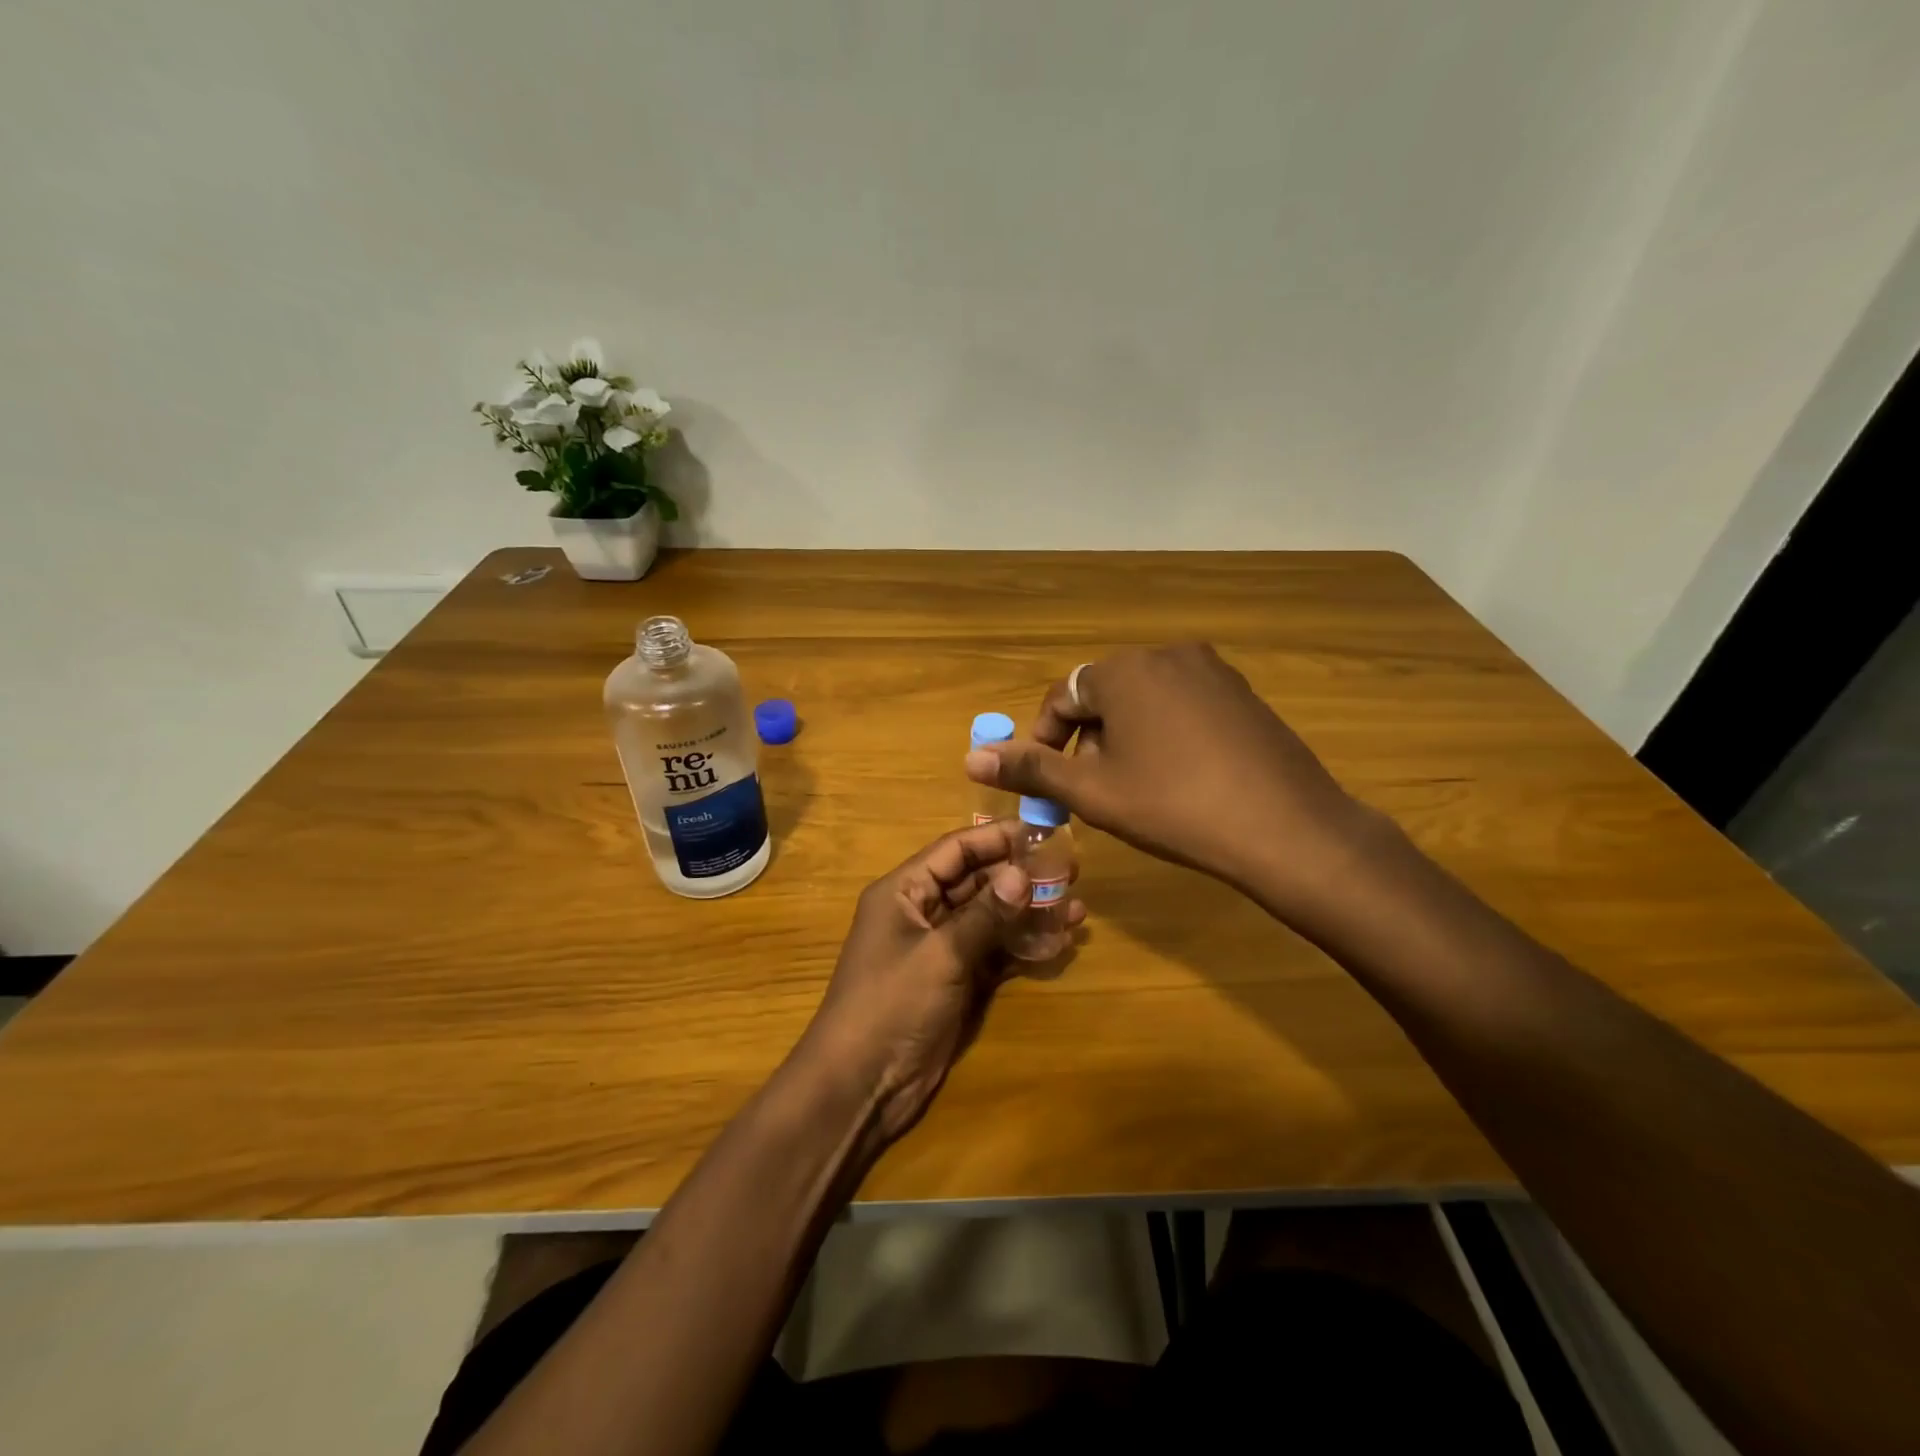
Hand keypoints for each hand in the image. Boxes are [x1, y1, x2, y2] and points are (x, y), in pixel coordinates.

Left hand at [800, 822, 1085, 1146]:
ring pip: (991, 918)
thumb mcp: (940, 954)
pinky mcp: (957, 980)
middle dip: (1020, 877)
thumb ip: (984, 914)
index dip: (996, 839)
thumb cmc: (892, 1004)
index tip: (1042, 834)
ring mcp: (941, 948)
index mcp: (904, 892)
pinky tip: (1059, 942)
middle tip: (1070, 872)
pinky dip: (1022, 947)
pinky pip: (994, 952)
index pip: (954, 850)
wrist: (862, 1085)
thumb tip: (1023, 873)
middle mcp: (922, 912)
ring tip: (1077, 909)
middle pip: (976, 881)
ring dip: (1028, 913)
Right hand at [964, 644, 1370, 907]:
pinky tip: (1182, 779)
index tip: (1049, 783)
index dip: (1045, 741)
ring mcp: (1212, 671)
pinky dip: (1167, 735)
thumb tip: (971, 756)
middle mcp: (1167, 654)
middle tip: (1098, 793)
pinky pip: (1184, 706)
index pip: (1063, 697)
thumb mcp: (1092, 791)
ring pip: (1145, 701)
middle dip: (1090, 742)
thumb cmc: (1174, 807)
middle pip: (1105, 696)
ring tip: (1139, 789)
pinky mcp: (1243, 693)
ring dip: (1127, 739)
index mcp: (1123, 670)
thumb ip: (1030, 768)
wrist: (1285, 827)